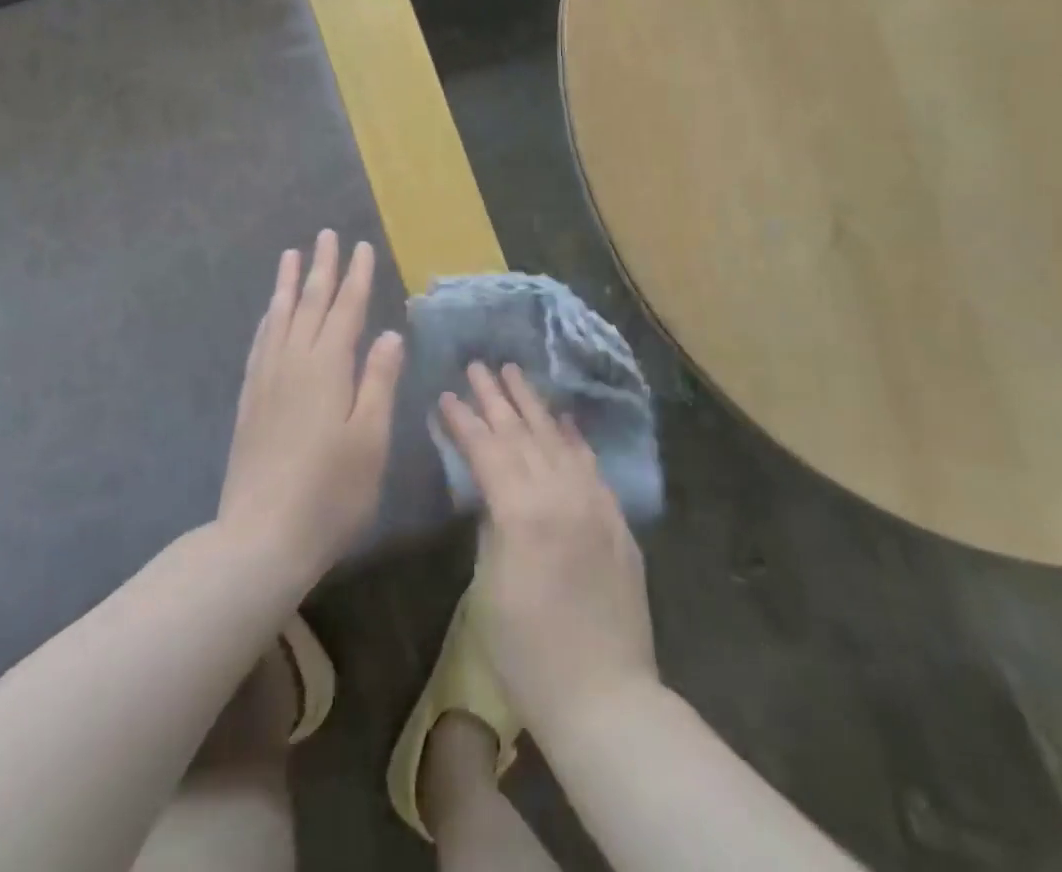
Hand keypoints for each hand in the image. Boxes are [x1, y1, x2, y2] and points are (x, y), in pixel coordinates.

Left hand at [219, 230, 403, 585]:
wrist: (261, 537)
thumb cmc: (330, 492)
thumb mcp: (370, 438)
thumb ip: (379, 381)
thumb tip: (390, 333)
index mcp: (327, 368)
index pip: (345, 310)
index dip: (356, 278)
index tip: (362, 247)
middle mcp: (293, 362)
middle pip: (309, 303)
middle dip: (321, 268)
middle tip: (326, 235)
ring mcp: (267, 379)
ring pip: (279, 317)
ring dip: (288, 284)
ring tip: (291, 255)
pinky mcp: (250, 399)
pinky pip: (260, 341)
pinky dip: (269, 318)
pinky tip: (271, 313)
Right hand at [439, 363, 657, 735]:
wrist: (605, 696)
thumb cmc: (528, 653)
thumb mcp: (489, 588)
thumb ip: (490, 526)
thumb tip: (490, 492)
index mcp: (522, 511)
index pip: (487, 449)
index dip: (464, 420)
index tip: (446, 393)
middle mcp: (561, 494)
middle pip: (522, 433)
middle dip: (496, 397)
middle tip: (478, 365)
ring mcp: (594, 502)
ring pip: (557, 439)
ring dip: (534, 404)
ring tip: (514, 372)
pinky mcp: (616, 518)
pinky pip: (590, 464)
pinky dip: (573, 437)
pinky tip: (562, 418)